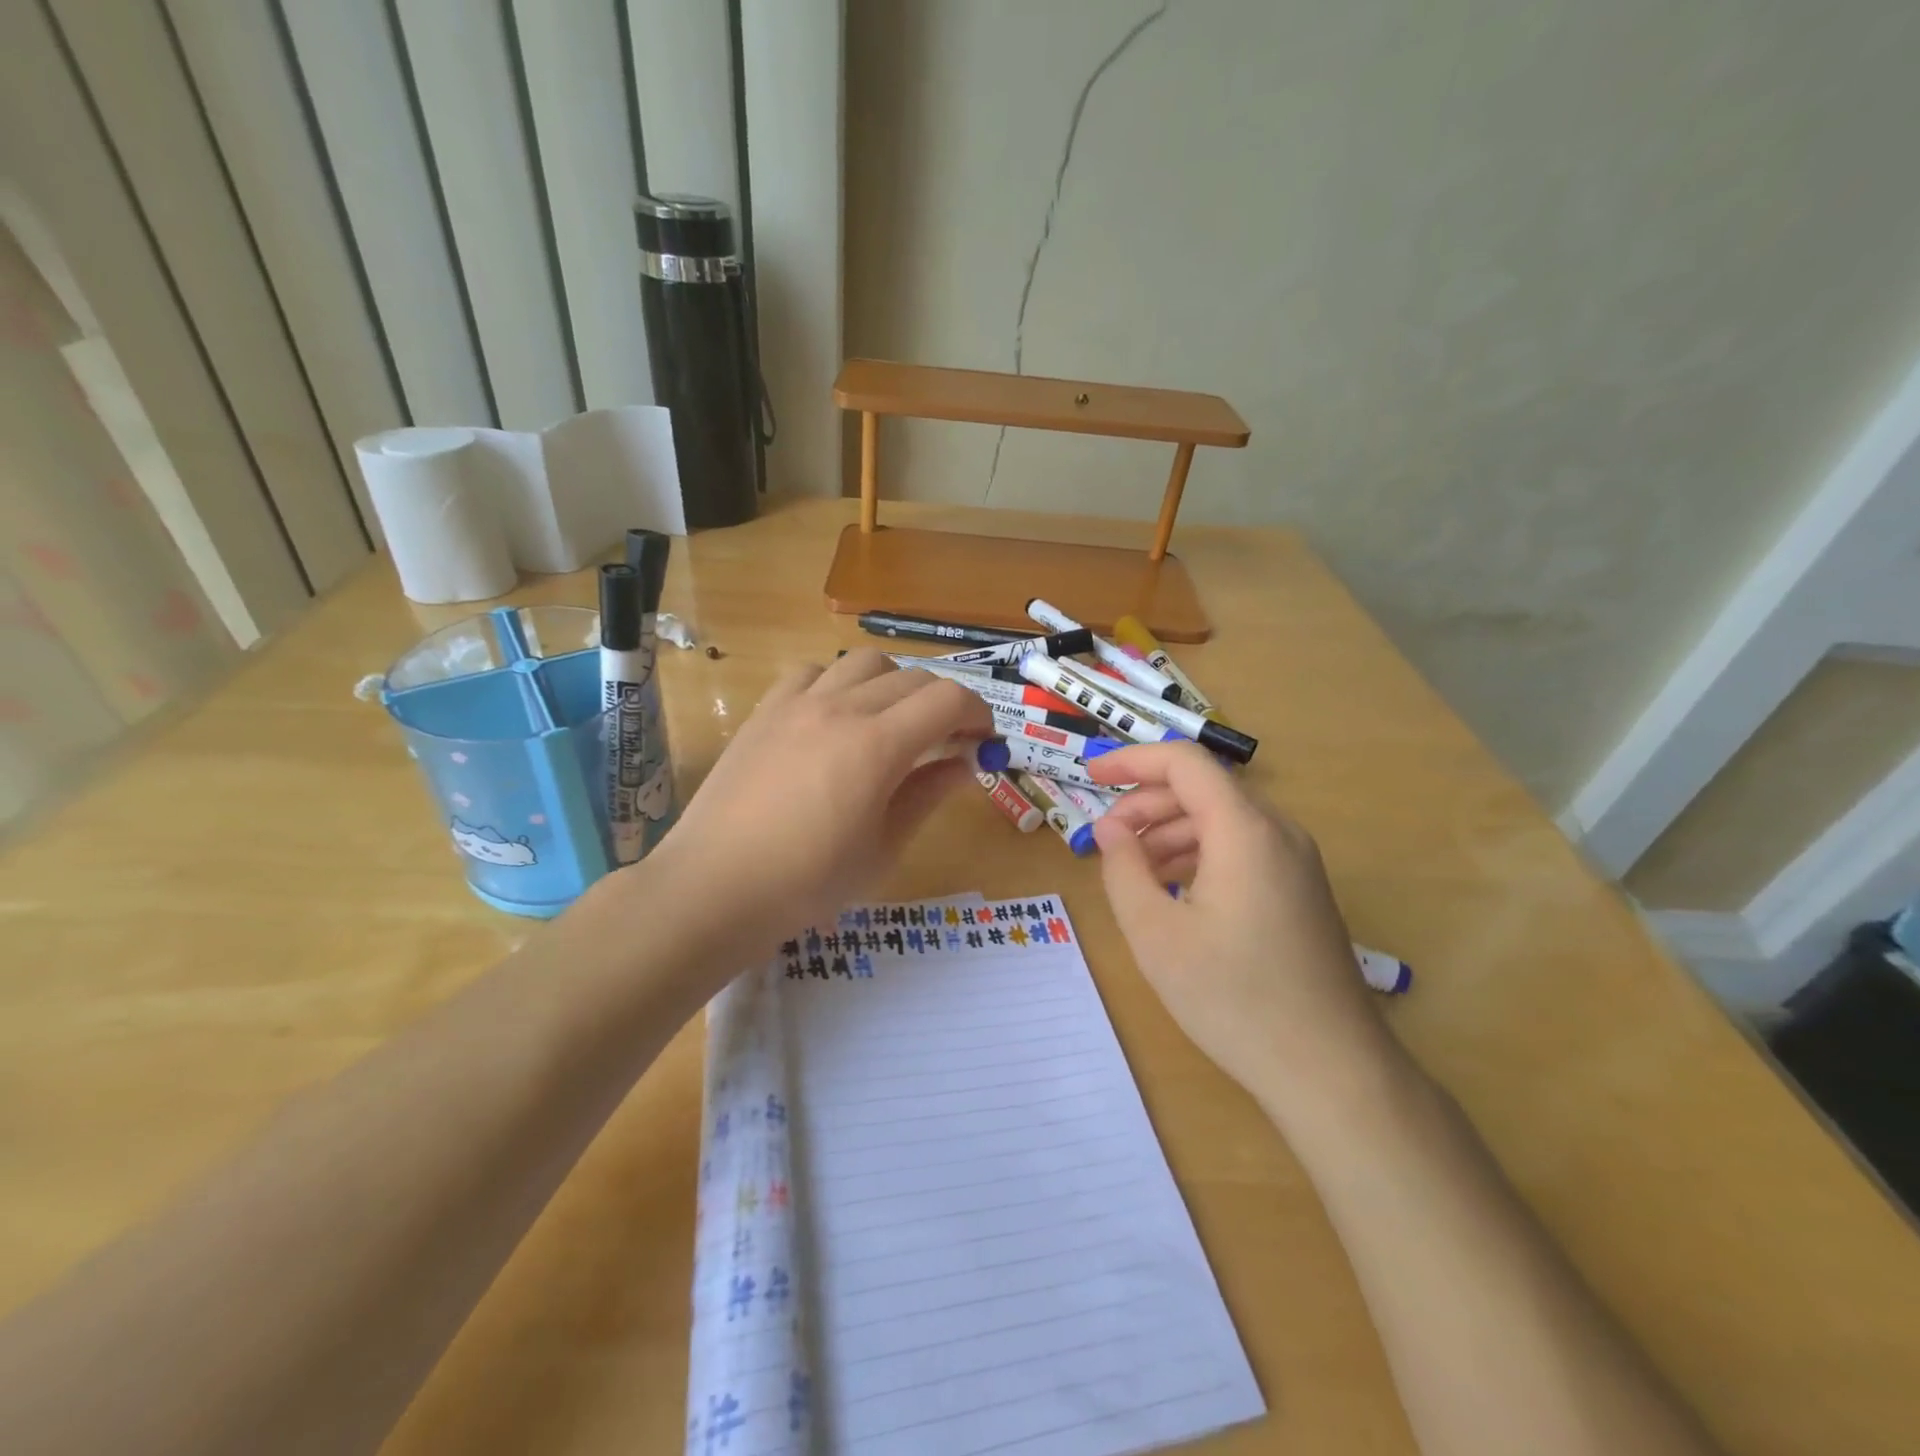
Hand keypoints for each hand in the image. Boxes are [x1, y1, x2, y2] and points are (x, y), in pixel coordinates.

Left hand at [643, 650, 991, 967]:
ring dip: (895, 686)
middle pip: (914, 679)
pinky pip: (814, 672)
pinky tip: (835, 719)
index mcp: (878, 745)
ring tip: (891, 725)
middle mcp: (842, 708)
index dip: (978, 715)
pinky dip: (840, 685)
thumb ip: (928, 794)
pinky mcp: (765, 710)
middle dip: (945, 705)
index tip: (984, 742)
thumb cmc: (808, 883)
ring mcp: (798, 703)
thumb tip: (966, 763)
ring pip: (865, 664)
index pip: (948, 700)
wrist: (715, 887)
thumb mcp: (883, 847)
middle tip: (947, 743)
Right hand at [1089, 743, 1397, 1117]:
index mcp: (1244, 830)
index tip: (1090, 778)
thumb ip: (1123, 869)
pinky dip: (1199, 855)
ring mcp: (1296, 863)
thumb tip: (1110, 829)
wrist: (1331, 1070)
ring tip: (1133, 869)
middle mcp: (1277, 832)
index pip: (1184, 762)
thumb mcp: (1156, 933)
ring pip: (1222, 820)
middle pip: (1203, 789)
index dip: (1132, 760)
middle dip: (1146, 803)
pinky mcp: (1301, 892)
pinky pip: (1242, 850)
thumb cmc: (1234, 998)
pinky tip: (1174, 893)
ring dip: (1170, 831)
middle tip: (1106, 839)